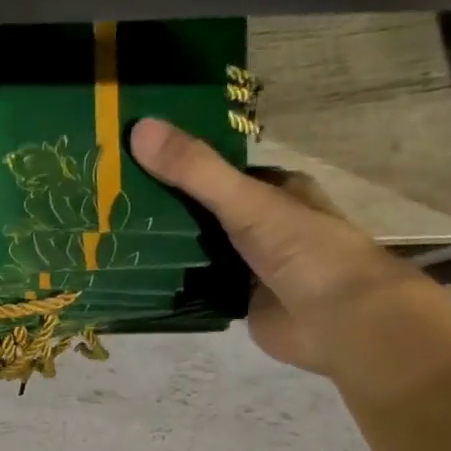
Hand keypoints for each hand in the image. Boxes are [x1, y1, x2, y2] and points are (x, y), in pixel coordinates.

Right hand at [129, 118, 417, 371]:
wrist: (338, 322)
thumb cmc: (304, 250)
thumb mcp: (247, 201)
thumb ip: (195, 171)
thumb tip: (139, 128)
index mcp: (276, 190)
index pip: (220, 170)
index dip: (181, 163)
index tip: (133, 158)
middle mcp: (264, 224)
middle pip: (205, 210)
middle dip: (167, 208)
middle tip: (111, 201)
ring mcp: (250, 266)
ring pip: (200, 249)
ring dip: (166, 247)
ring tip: (112, 236)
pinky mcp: (239, 302)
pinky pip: (197, 287)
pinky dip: (172, 283)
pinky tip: (135, 278)